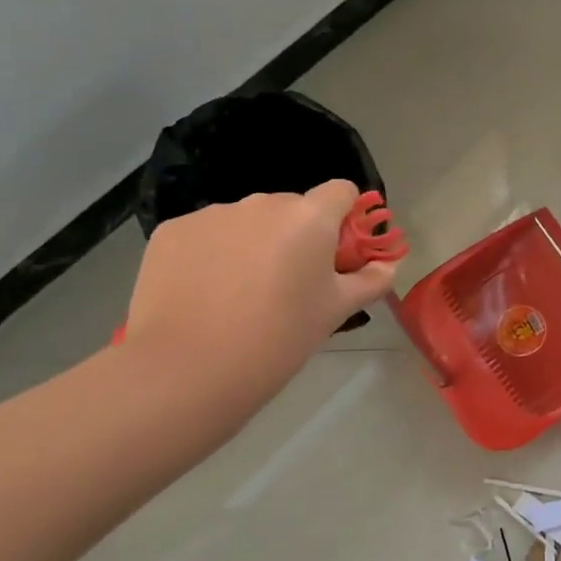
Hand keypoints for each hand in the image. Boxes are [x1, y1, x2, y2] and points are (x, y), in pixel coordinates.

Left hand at [121, 182, 399, 407]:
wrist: (189, 369)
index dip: (345, 217)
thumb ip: (372, 280)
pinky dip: (213, 253)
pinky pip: (207, 233)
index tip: (337, 252)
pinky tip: (205, 291)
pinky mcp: (172, 231)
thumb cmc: (279, 337)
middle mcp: (262, 203)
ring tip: (241, 292)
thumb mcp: (337, 310)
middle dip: (296, 234)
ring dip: (254, 242)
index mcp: (310, 217)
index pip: (341, 191)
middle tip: (290, 282)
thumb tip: (388, 266)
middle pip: (292, 207)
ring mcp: (213, 214)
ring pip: (247, 221)